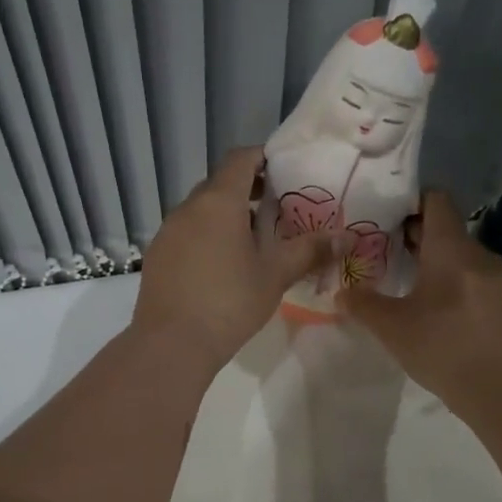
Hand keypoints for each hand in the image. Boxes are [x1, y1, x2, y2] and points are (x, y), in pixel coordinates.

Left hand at [131, 147, 338, 373]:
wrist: (171, 343)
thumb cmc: (229, 302)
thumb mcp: (275, 276)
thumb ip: (309, 251)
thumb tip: (345, 238)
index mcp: (219, 201)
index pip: (240, 159)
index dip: (263, 158)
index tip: (284, 170)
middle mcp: (188, 208)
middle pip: (219, 184)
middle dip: (248, 190)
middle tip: (276, 210)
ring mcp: (167, 232)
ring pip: (200, 210)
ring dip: (225, 216)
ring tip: (251, 242)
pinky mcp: (157, 256)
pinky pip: (185, 234)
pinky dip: (205, 237)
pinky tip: (220, 267)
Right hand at [339, 191, 501, 420]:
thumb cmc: (445, 350)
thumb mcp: (393, 329)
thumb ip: (363, 305)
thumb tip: (342, 292)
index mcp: (451, 250)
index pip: (436, 200)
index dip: (410, 200)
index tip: (384, 215)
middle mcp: (479, 255)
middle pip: (446, 229)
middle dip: (414, 236)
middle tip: (382, 250)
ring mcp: (499, 280)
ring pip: (460, 257)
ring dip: (433, 263)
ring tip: (405, 283)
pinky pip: (474, 280)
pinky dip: (452, 283)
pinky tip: (435, 311)